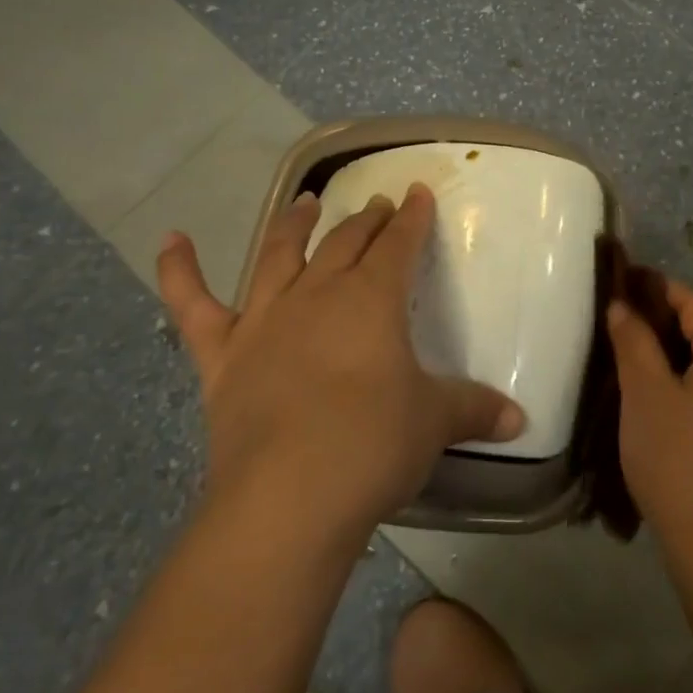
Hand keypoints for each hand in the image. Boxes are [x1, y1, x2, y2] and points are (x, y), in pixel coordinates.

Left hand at [158, 183, 524, 535]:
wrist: (288, 498)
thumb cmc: (373, 445)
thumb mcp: (435, 423)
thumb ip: (477, 410)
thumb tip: (521, 419)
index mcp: (372, 300)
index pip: (399, 245)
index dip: (411, 218)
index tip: (417, 194)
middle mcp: (319, 295)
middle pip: (345, 243)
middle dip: (365, 220)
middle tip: (377, 205)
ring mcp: (265, 321)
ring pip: (279, 256)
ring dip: (293, 225)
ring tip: (305, 201)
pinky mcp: (222, 356)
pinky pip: (194, 306)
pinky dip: (179, 271)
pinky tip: (171, 239)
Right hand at [608, 281, 692, 557]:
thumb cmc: (678, 460)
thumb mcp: (645, 394)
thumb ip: (633, 341)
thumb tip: (622, 305)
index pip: (691, 300)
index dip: (652, 287)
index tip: (614, 285)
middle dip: (656, 318)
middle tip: (612, 319)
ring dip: (665, 348)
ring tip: (622, 348)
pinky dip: (679, 374)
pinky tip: (648, 385)